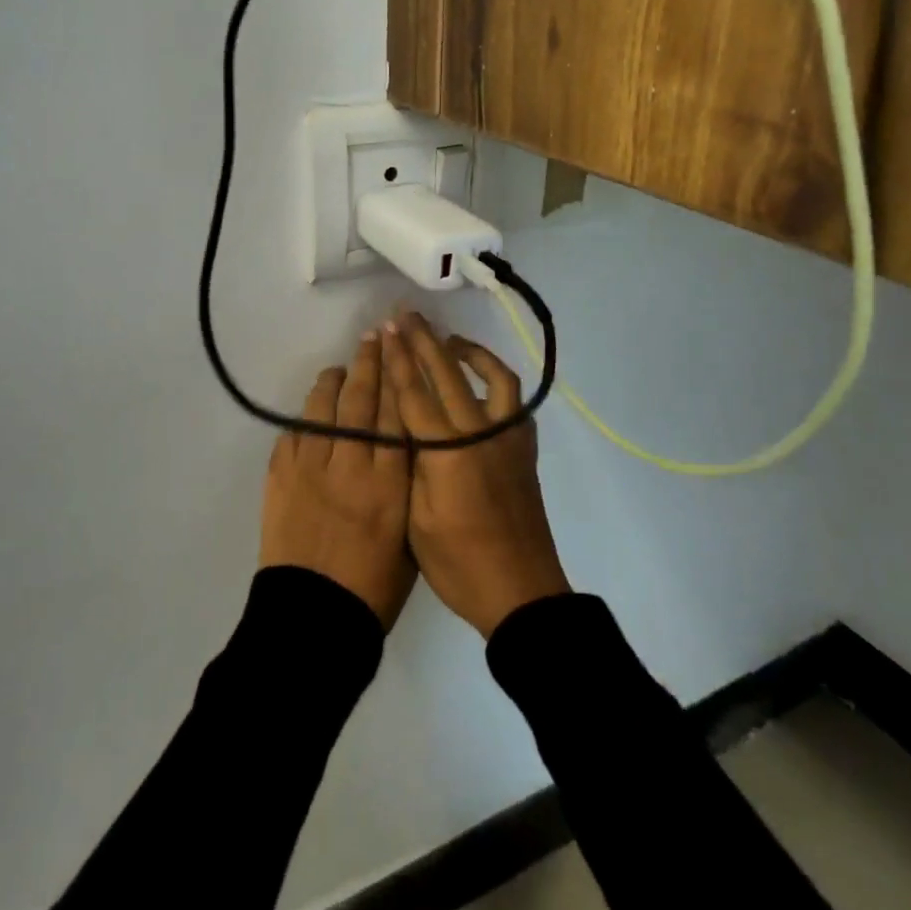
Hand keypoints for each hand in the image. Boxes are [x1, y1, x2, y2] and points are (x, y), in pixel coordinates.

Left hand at [258, 331, 415, 629]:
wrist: (313, 617)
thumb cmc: (373, 589)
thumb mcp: (410, 537)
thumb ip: (409, 487)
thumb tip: (405, 449)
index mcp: (390, 483)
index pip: (396, 415)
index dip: (398, 378)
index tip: (401, 350)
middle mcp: (351, 464)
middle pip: (362, 401)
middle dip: (370, 364)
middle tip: (373, 337)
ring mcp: (311, 468)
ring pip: (324, 409)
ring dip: (334, 383)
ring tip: (341, 368)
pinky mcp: (280, 476)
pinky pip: (294, 433)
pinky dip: (305, 416)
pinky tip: (314, 407)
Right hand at [383, 311, 569, 638]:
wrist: (521, 593)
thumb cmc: (459, 564)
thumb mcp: (416, 519)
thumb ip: (410, 465)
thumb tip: (402, 426)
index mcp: (448, 451)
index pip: (415, 392)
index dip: (398, 358)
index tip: (386, 329)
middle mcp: (480, 432)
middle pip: (448, 373)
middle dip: (424, 341)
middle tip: (407, 316)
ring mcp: (508, 437)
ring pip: (492, 377)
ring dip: (470, 352)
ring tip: (450, 340)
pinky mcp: (524, 448)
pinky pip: (513, 400)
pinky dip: (496, 380)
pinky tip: (483, 381)